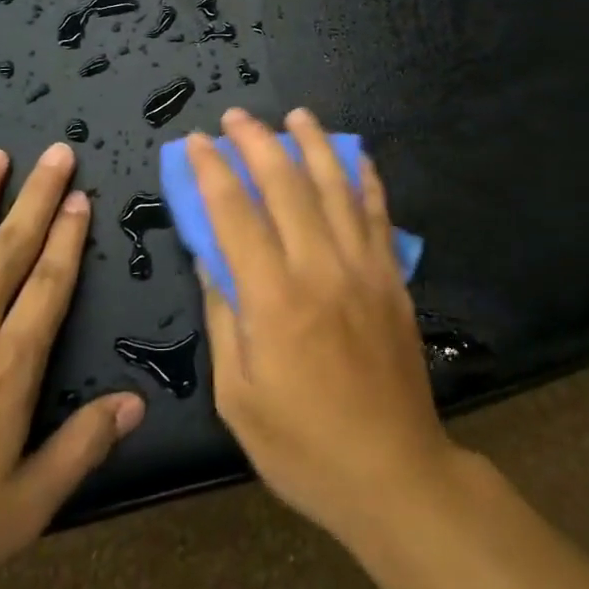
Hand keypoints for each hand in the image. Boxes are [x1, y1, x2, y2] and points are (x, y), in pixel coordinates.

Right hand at [190, 108, 457, 548]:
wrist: (393, 474)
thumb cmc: (302, 446)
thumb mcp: (238, 395)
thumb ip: (223, 316)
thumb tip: (208, 257)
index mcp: (274, 300)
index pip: (234, 215)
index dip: (212, 173)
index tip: (195, 143)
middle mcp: (320, 269)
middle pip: (285, 186)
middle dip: (257, 142)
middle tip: (236, 116)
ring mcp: (363, 269)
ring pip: (336, 188)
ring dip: (314, 144)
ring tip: (297, 114)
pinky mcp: (392, 279)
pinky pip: (379, 215)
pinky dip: (366, 179)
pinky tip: (357, 156)